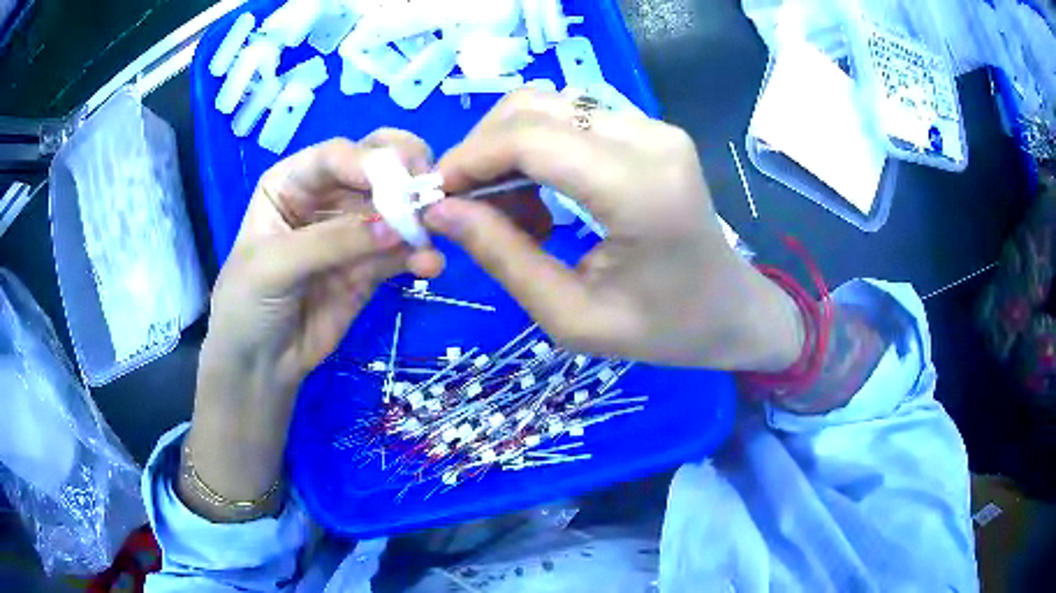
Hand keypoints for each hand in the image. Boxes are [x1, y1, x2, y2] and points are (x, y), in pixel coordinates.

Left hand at [185, 131, 442, 518]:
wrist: (259, 374)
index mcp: (288, 184)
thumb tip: (398, 222)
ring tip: (436, 235)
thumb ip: (334, 242)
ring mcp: (351, 233)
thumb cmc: (245, 314)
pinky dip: (420, 254)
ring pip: (396, 207)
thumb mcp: (274, 271)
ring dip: (419, 217)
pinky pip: (403, 249)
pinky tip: (430, 268)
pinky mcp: (371, 268)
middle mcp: (322, 200)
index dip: (366, 161)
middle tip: (431, 191)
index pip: (334, 155)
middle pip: (374, 168)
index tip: (397, 179)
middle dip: (405, 174)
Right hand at [426, 90, 802, 371]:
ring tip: (508, 210)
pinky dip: (538, 150)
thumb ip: (503, 258)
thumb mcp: (573, 318)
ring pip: (548, 106)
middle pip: (534, 108)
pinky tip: (541, 196)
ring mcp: (654, 127)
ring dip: (508, 149)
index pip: (530, 139)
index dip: (469, 158)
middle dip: (483, 151)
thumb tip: (440, 210)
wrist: (732, 311)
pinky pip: (572, 119)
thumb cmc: (664, 330)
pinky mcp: (652, 130)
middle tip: (467, 207)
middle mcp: (649, 139)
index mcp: (639, 189)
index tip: (436, 196)